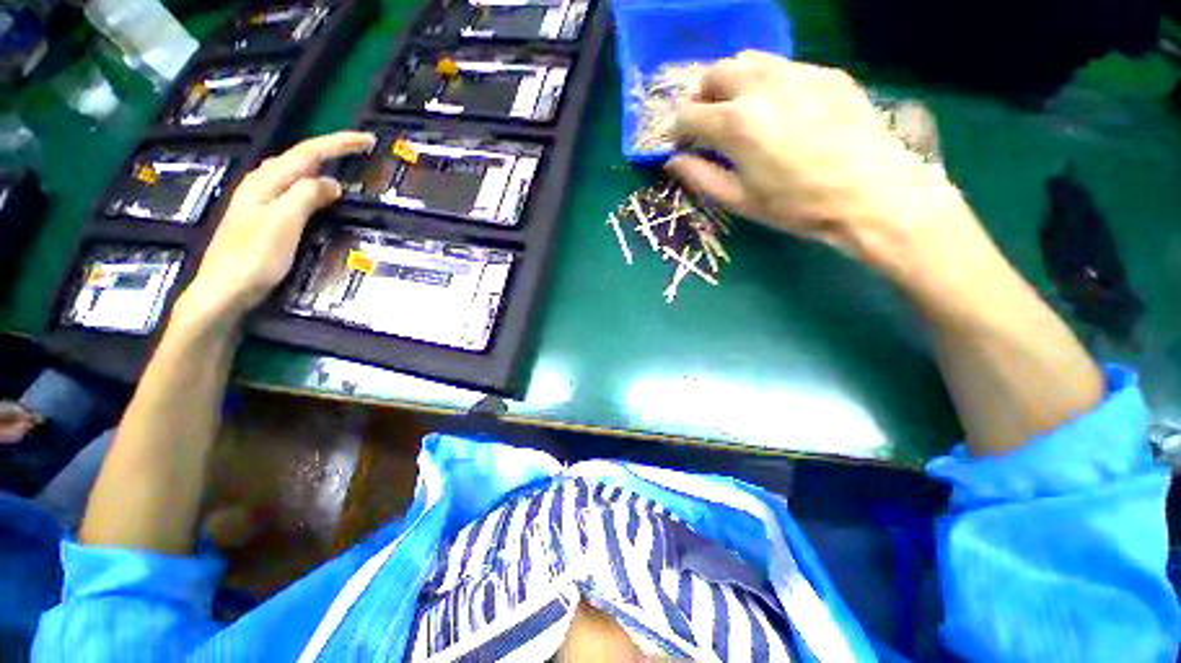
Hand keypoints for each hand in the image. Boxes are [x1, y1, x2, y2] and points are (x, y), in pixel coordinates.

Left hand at [179, 131, 375, 323]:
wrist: (224, 290)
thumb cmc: (254, 257)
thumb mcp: (284, 222)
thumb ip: (306, 196)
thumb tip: (331, 182)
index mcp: (266, 181)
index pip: (308, 152)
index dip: (338, 143)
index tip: (368, 140)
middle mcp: (260, 184)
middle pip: (298, 157)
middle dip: (330, 150)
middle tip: (358, 151)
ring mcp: (259, 201)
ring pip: (293, 172)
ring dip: (319, 165)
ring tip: (342, 166)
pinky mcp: (263, 218)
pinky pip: (292, 191)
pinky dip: (310, 185)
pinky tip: (317, 194)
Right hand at [669, 52, 969, 270]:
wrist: (872, 194)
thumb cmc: (796, 206)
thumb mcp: (739, 200)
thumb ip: (700, 177)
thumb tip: (673, 162)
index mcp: (736, 124)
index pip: (687, 114)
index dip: (677, 131)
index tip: (682, 146)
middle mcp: (761, 86)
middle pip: (713, 74)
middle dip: (701, 99)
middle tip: (709, 126)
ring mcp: (797, 73)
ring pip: (746, 60)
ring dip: (731, 84)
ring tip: (739, 112)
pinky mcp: (826, 72)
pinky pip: (782, 66)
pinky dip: (765, 82)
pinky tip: (778, 109)